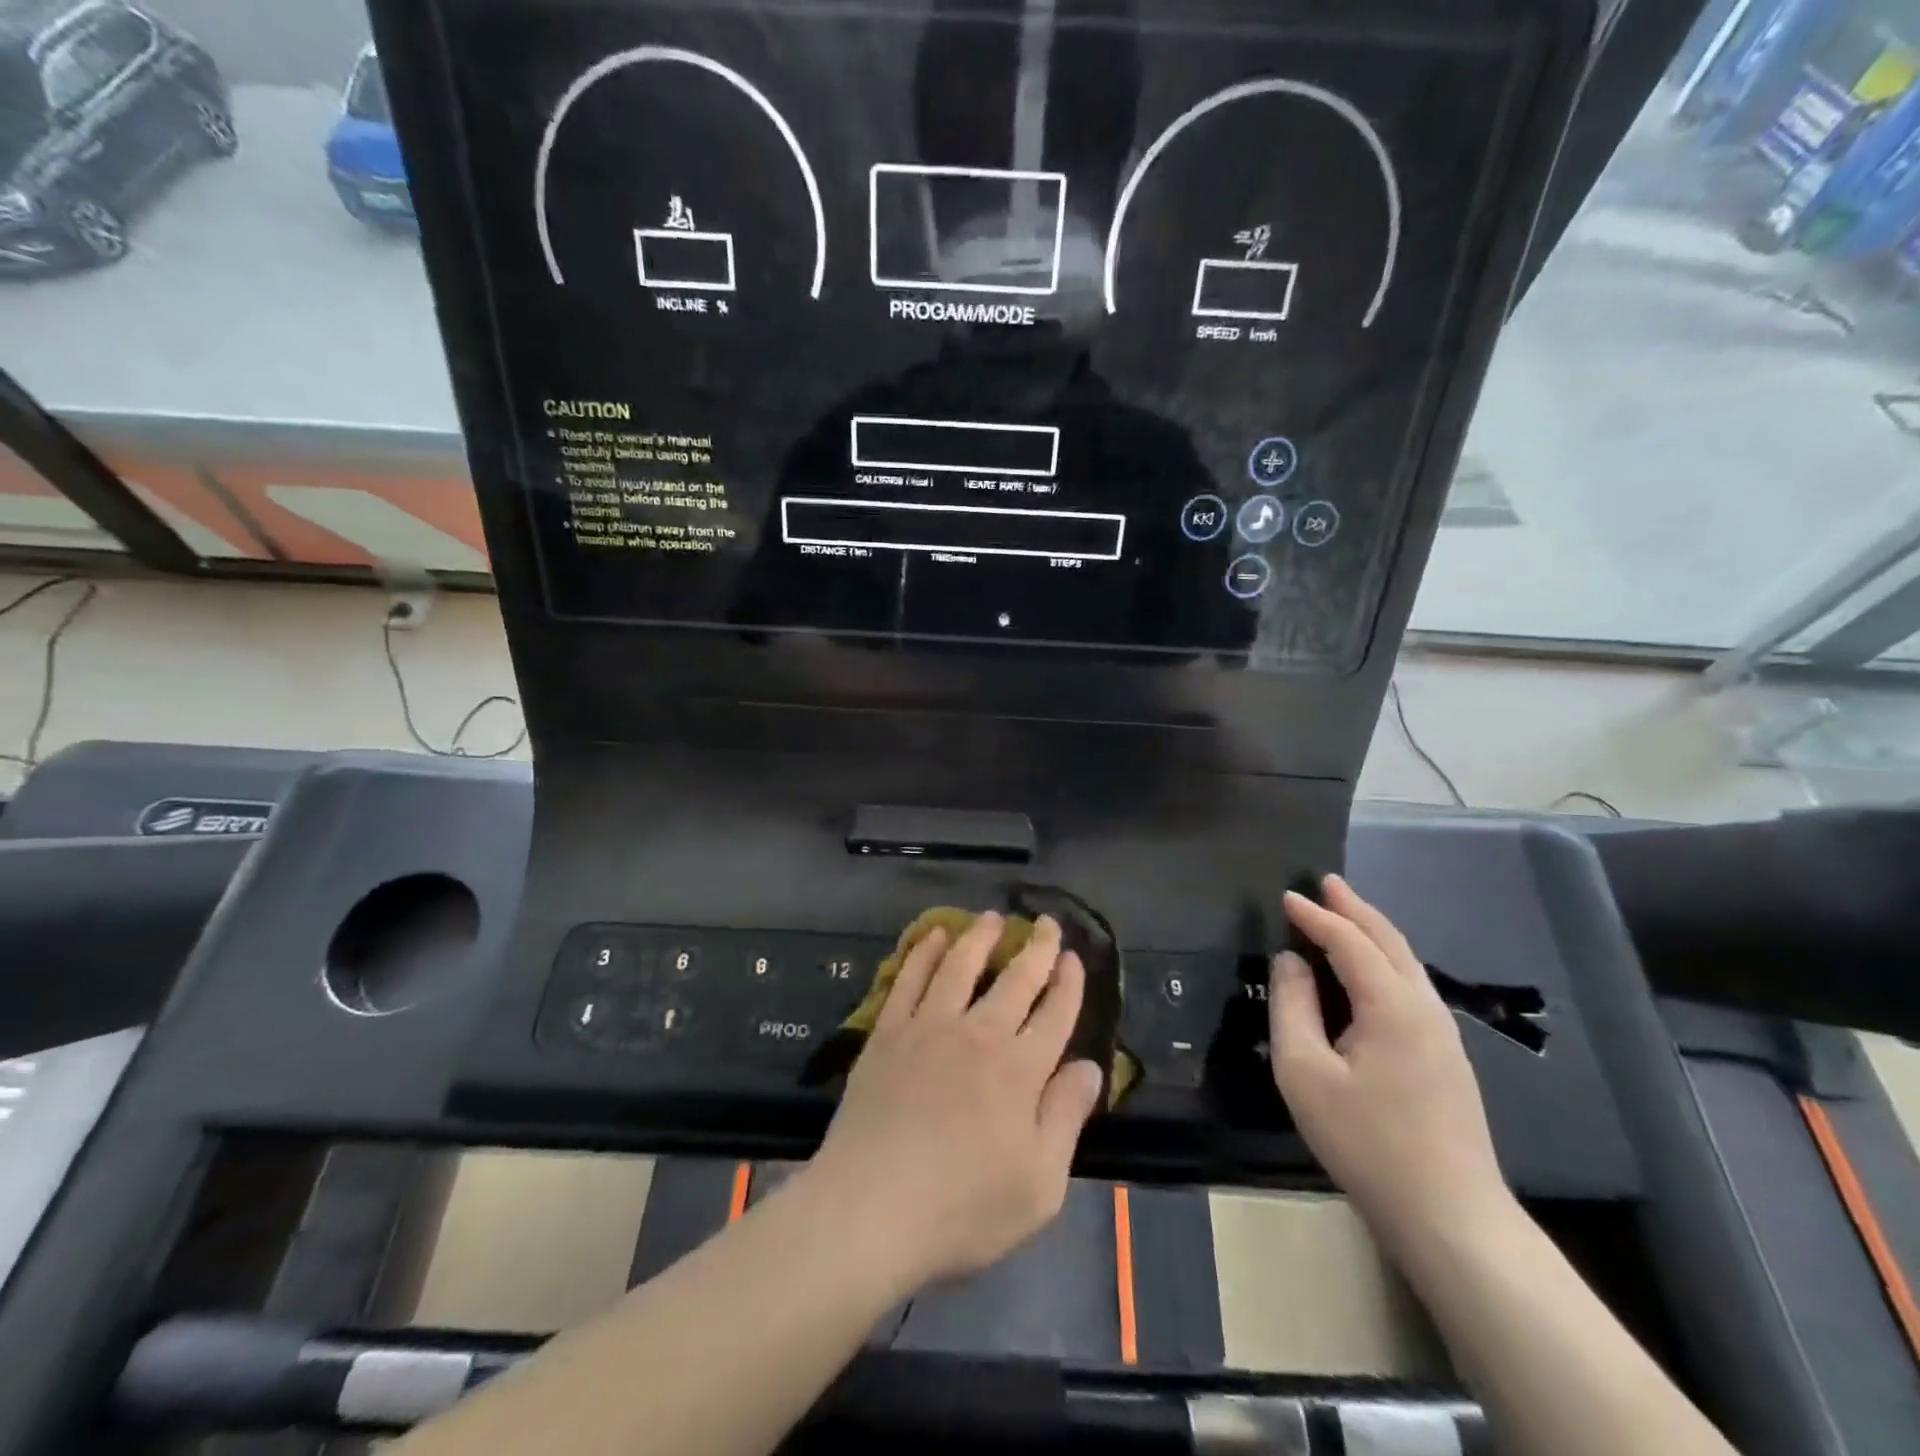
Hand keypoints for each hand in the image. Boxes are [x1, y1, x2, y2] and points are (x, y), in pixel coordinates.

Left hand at [805, 912, 1104, 1291]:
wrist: (871, 1209)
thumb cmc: (962, 1209)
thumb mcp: (1038, 1185)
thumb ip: (1066, 1118)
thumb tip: (1091, 1067)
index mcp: (1020, 1070)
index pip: (1055, 1014)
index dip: (1068, 984)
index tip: (1074, 958)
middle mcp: (979, 1034)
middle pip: (1015, 979)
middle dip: (1037, 948)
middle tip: (1046, 923)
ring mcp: (929, 1027)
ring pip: (961, 966)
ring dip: (980, 937)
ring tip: (991, 917)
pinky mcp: (888, 1032)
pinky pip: (910, 978)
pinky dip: (924, 952)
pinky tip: (933, 937)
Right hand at [1269, 875, 1511, 1256]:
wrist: (1450, 1217)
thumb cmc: (1366, 1141)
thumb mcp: (1305, 1072)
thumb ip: (1293, 1006)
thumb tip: (1291, 961)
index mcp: (1392, 1004)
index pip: (1350, 941)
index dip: (1316, 916)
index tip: (1286, 895)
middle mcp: (1425, 1006)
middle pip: (1388, 940)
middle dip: (1355, 908)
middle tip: (1325, 882)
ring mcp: (1443, 1033)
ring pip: (1406, 963)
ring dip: (1372, 932)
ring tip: (1343, 913)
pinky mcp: (1446, 1057)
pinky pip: (1411, 986)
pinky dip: (1384, 960)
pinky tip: (1368, 970)